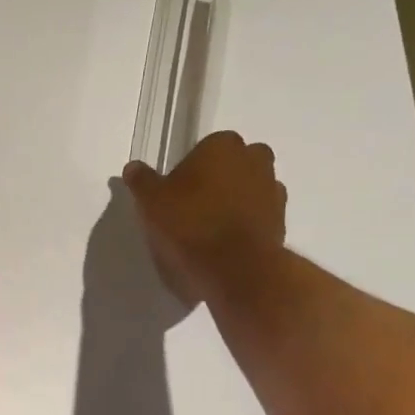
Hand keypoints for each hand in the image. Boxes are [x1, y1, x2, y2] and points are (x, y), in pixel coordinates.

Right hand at [122, 131, 287, 305]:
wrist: (235, 268)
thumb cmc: (189, 225)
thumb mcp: (151, 203)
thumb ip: (142, 181)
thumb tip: (133, 167)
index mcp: (223, 145)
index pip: (204, 149)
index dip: (189, 171)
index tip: (176, 195)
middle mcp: (255, 159)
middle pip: (232, 166)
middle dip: (218, 181)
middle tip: (193, 209)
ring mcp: (273, 190)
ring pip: (249, 190)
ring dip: (234, 203)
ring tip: (209, 231)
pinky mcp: (282, 221)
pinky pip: (258, 216)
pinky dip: (245, 225)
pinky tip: (226, 245)